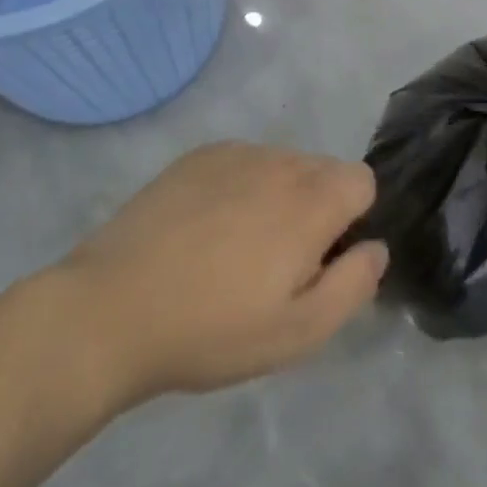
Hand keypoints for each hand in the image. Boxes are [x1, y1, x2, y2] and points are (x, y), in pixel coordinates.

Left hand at [51, 142, 387, 412]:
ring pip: (282, 165)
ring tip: (236, 249)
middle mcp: (279, 162)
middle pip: (323, 170)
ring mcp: (234, 154)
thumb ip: (354, 284)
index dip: (353, 220)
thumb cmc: (212, 330)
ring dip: (278, 196)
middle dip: (318, 208)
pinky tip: (205, 230)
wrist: (110, 310)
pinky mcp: (197, 157)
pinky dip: (240, 187)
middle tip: (278, 264)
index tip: (321, 259)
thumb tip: (376, 247)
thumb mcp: (299, 332)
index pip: (363, 180)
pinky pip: (242, 162)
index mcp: (311, 200)